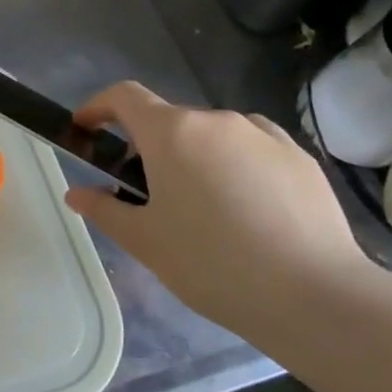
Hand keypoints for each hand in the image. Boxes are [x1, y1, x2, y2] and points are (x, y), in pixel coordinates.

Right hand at [62, 82, 374, 345]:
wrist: (315, 295)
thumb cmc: (212, 264)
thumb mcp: (145, 242)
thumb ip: (104, 210)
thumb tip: (77, 194)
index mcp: (172, 133)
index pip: (124, 96)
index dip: (98, 107)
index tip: (86, 130)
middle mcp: (216, 121)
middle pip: (169, 121)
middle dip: (148, 148)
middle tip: (146, 196)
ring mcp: (263, 135)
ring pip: (212, 136)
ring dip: (194, 158)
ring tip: (202, 209)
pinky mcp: (299, 157)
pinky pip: (251, 149)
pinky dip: (234, 166)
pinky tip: (246, 210)